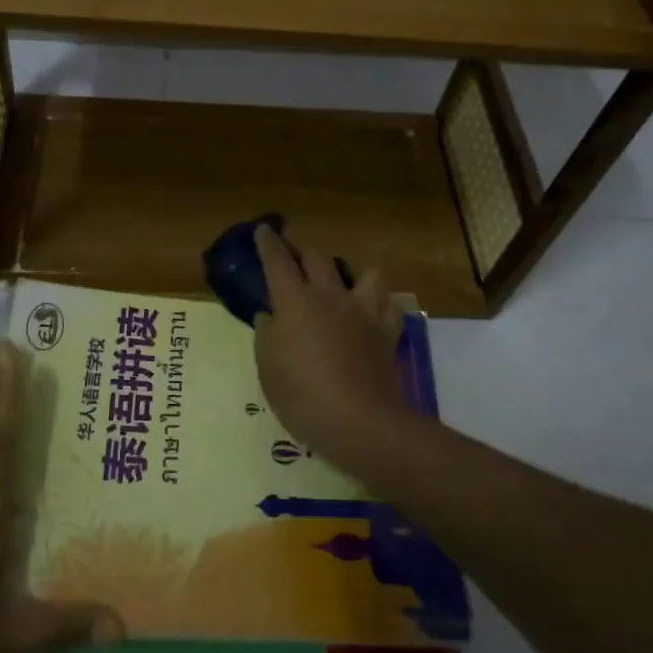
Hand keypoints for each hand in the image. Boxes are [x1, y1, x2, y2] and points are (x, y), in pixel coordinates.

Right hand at [252, 225, 413, 473]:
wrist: (360, 422)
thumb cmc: (302, 396)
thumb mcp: (268, 368)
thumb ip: (267, 334)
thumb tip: (270, 315)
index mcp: (295, 301)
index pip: (278, 261)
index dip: (269, 243)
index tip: (264, 230)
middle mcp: (330, 296)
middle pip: (317, 258)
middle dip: (304, 254)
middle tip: (296, 261)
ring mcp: (363, 311)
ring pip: (364, 272)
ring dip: (351, 273)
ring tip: (343, 286)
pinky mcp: (387, 330)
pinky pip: (388, 304)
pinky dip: (379, 304)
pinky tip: (371, 313)